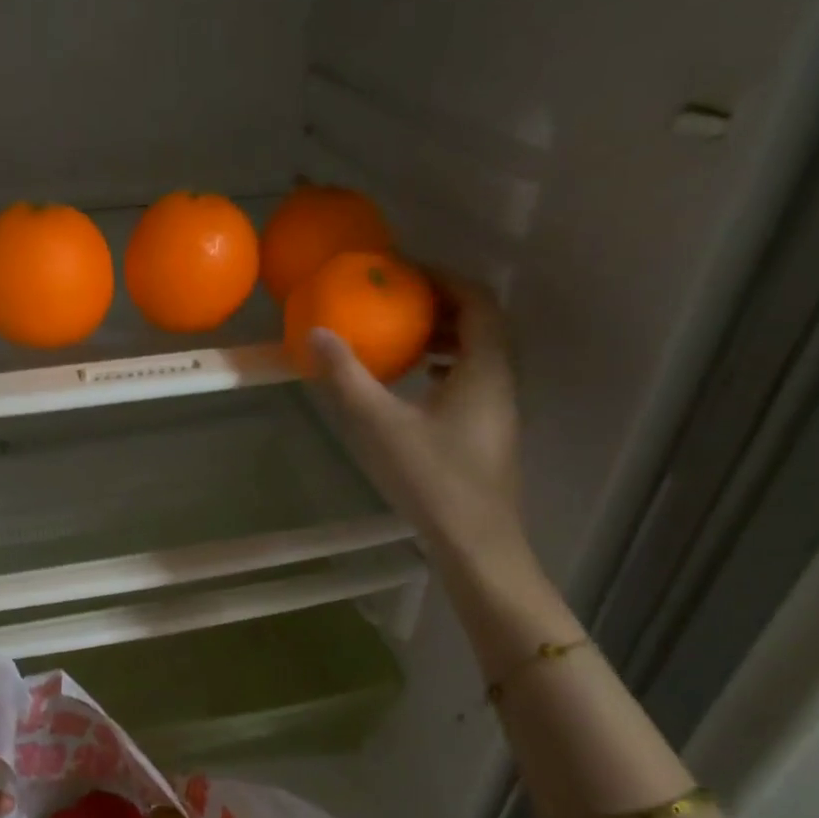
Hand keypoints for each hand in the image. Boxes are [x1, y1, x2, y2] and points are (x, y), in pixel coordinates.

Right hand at [308, 275, 526, 559]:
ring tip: (407, 339)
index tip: (407, 273)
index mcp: (486, 368)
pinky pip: (475, 380)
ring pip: (482, 354)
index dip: (445, 279)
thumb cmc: (433, 480)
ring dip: (447, 337)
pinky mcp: (490, 433)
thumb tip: (316, 334)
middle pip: (484, 324)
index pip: (479, 301)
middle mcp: (502, 381)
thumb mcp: (380, 424)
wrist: (476, 544)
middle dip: (444, 305)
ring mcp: (500, 410)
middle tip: (401, 302)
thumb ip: (347, 378)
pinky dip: (449, 367)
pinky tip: (418, 385)